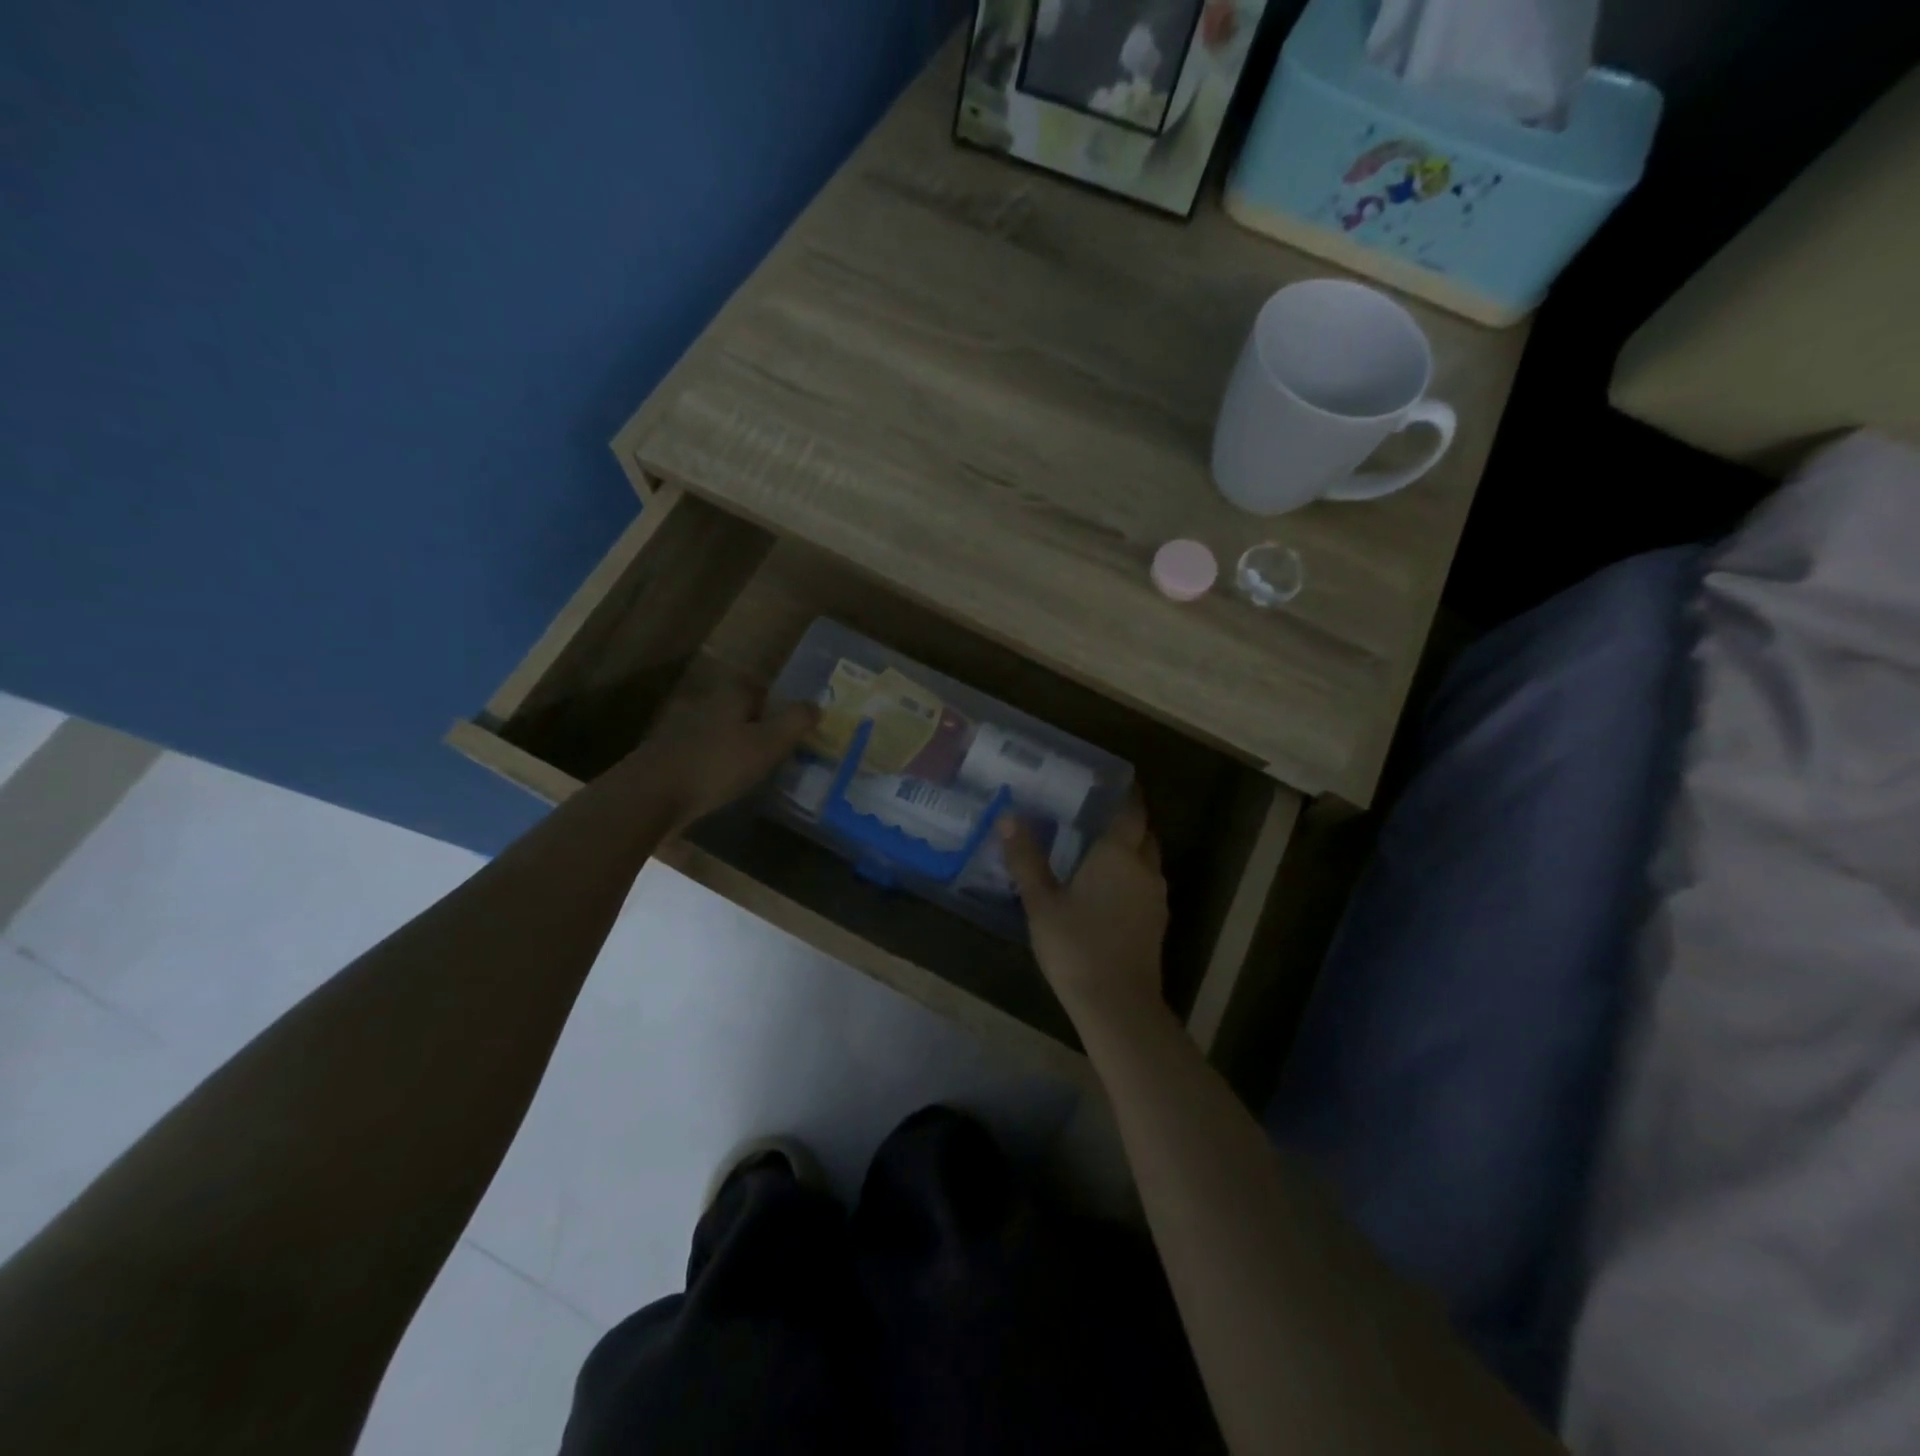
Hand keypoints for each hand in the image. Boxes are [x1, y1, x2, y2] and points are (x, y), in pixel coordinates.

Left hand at [617, 686, 817, 833]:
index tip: (792, 727)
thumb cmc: (716, 765)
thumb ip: (794, 723)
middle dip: (757, 726)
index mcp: (729, 697)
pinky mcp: (667, 758)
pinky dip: (716, 766)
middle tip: (778, 750)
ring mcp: (681, 732)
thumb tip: (817, 705)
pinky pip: (702, 756)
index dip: (777, 704)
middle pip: (739, 710)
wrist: (650, 796)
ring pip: (719, 733)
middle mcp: (704, 706)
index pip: (759, 688)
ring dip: (735, 748)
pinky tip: (723, 786)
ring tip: (755, 771)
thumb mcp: (766, 744)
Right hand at [1000, 793, 1170, 1030]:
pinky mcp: (1156, 922)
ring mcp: (1155, 897)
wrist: (1117, 1005)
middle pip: (1143, 833)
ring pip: (1147, 860)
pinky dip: (1130, 876)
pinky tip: (1106, 889)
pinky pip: (1146, 885)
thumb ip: (1025, 858)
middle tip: (1094, 815)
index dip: (1125, 793)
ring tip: (1096, 850)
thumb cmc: (1075, 946)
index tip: (1108, 782)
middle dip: (1126, 821)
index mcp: (1118, 854)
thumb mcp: (1040, 902)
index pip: (1131, 810)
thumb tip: (1008, 817)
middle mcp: (1144, 868)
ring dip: (1129, 850)